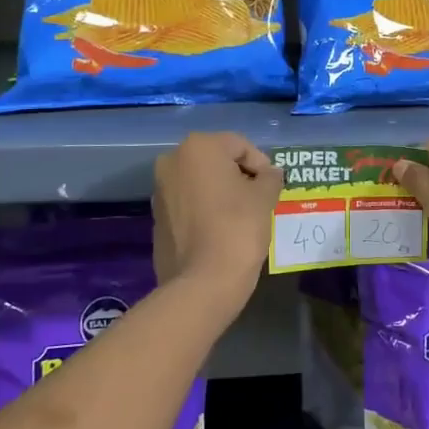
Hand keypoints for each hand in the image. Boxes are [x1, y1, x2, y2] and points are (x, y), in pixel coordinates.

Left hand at [152, 133, 281, 311]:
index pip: (240, 146)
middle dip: (239, 176)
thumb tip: (270, 173)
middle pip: (217, 160)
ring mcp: (160, 190)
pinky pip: (188, 204)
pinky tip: (221, 230)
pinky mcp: (156, 217)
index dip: (261, 165)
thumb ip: (270, 177)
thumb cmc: (237, 228)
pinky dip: (205, 209)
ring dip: (221, 192)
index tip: (272, 188)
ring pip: (200, 182)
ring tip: (242, 216)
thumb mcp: (264, 197)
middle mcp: (172, 161)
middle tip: (260, 200)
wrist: (202, 283)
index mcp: (198, 147)